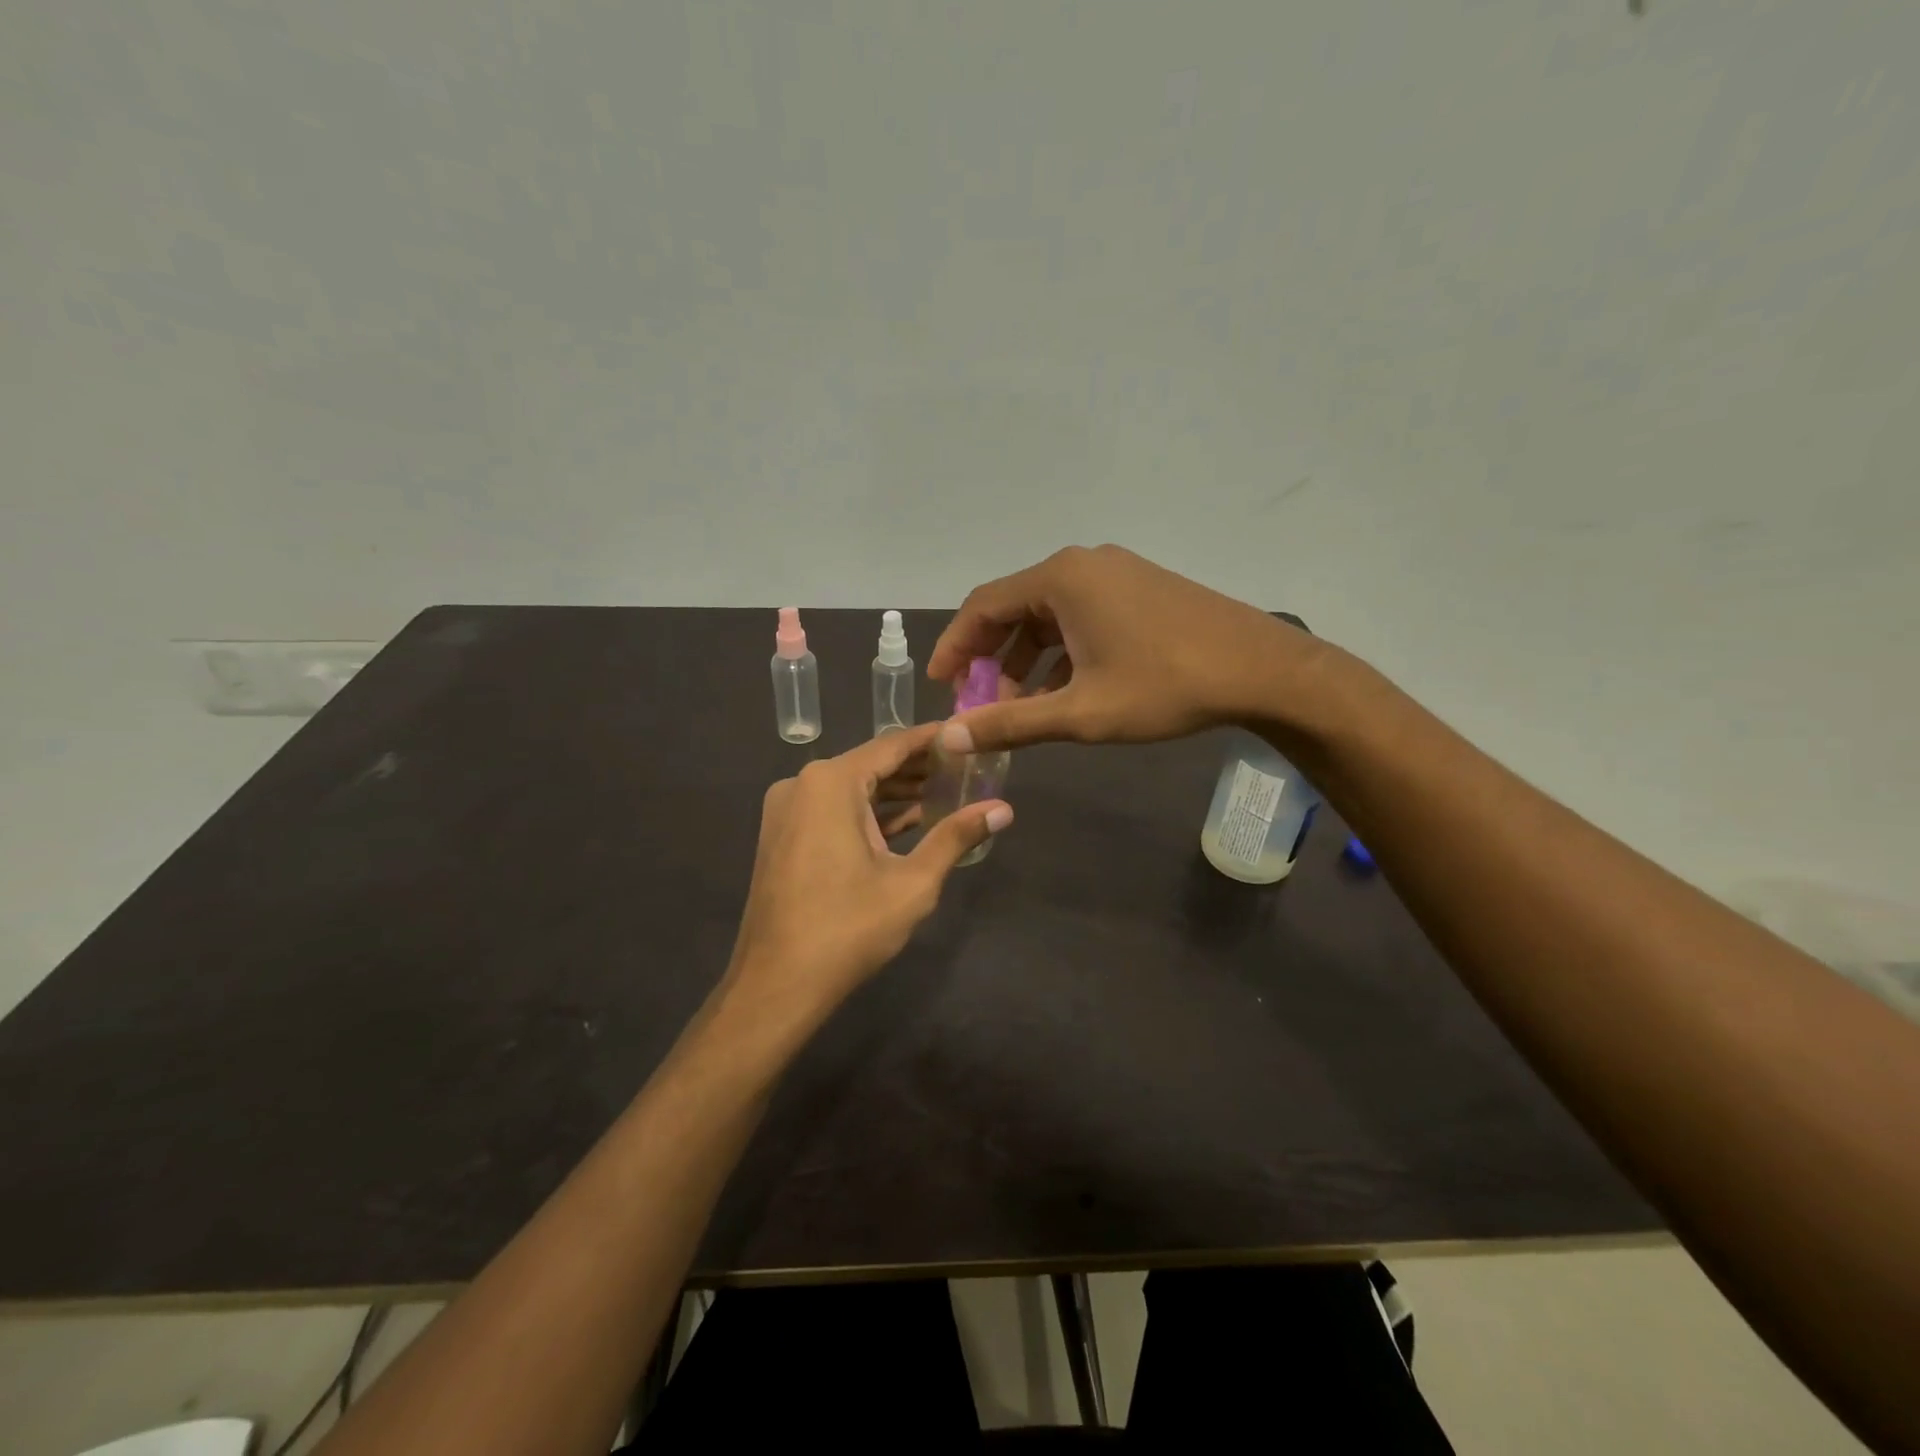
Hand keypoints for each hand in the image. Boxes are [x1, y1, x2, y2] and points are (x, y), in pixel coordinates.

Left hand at [727, 724, 1012, 1017]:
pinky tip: (908, 822)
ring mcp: (787, 810)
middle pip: (872, 764)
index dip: (933, 739)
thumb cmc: (847, 929)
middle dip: (918, 768)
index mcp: (831, 783)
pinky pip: (833, 810)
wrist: (776, 984)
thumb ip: (956, 837)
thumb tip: (1004, 809)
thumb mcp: (912, 883)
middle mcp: (802, 784)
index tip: (968, 734)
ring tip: (946, 793)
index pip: (893, 746)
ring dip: (895, 793)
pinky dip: (868, 814)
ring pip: (852, 789)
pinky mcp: (783, 835)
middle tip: (966, 768)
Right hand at [927, 544, 1319, 752]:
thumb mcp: (1081, 712)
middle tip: (977, 702)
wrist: (1263, 670)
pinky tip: (1063, 691)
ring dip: (1027, 659)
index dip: (954, 647)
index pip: (983, 606)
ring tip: (1018, 707)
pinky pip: (1081, 616)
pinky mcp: (1139, 588)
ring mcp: (1115, 573)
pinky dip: (1061, 652)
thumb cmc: (1165, 687)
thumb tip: (949, 737)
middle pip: (1014, 608)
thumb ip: (1010, 723)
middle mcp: (1083, 564)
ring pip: (1049, 615)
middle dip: (991, 657)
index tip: (941, 686)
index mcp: (1060, 579)